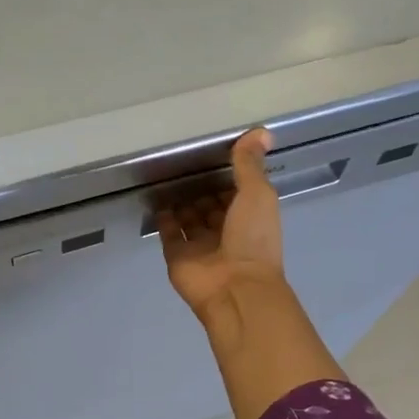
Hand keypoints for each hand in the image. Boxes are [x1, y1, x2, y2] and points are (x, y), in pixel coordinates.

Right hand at [157, 128, 284, 316]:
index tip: (212, 153)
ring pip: (190, 219)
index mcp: (250, 217)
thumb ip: (250, 164)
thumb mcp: (258, 194)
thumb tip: (260, 131)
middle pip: (211, 206)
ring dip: (181, 201)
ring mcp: (201, 246)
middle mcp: (226, 231)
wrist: (235, 287)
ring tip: (167, 176)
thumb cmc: (253, 239)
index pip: (236, 192)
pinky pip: (170, 234)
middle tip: (183, 163)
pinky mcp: (178, 256)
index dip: (227, 175)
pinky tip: (158, 200)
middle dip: (201, 188)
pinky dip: (164, 218)